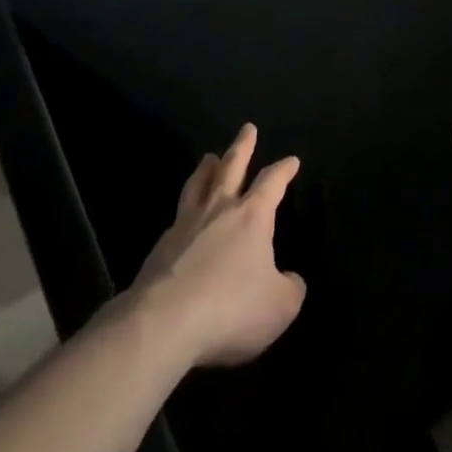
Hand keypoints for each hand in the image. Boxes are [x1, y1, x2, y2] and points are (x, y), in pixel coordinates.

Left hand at [126, 123, 305, 367]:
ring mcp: (185, 225)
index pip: (272, 181)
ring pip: (198, 185)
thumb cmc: (230, 307)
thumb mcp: (278, 306)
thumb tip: (291, 280)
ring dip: (206, 169)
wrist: (163, 324)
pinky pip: (177, 218)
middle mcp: (219, 209)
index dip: (284, 170)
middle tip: (247, 128)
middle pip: (232, 167)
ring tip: (208, 158)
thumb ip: (290, 289)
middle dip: (243, 146)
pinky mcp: (160, 248)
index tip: (292, 160)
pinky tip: (183, 216)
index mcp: (252, 215)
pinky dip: (185, 209)